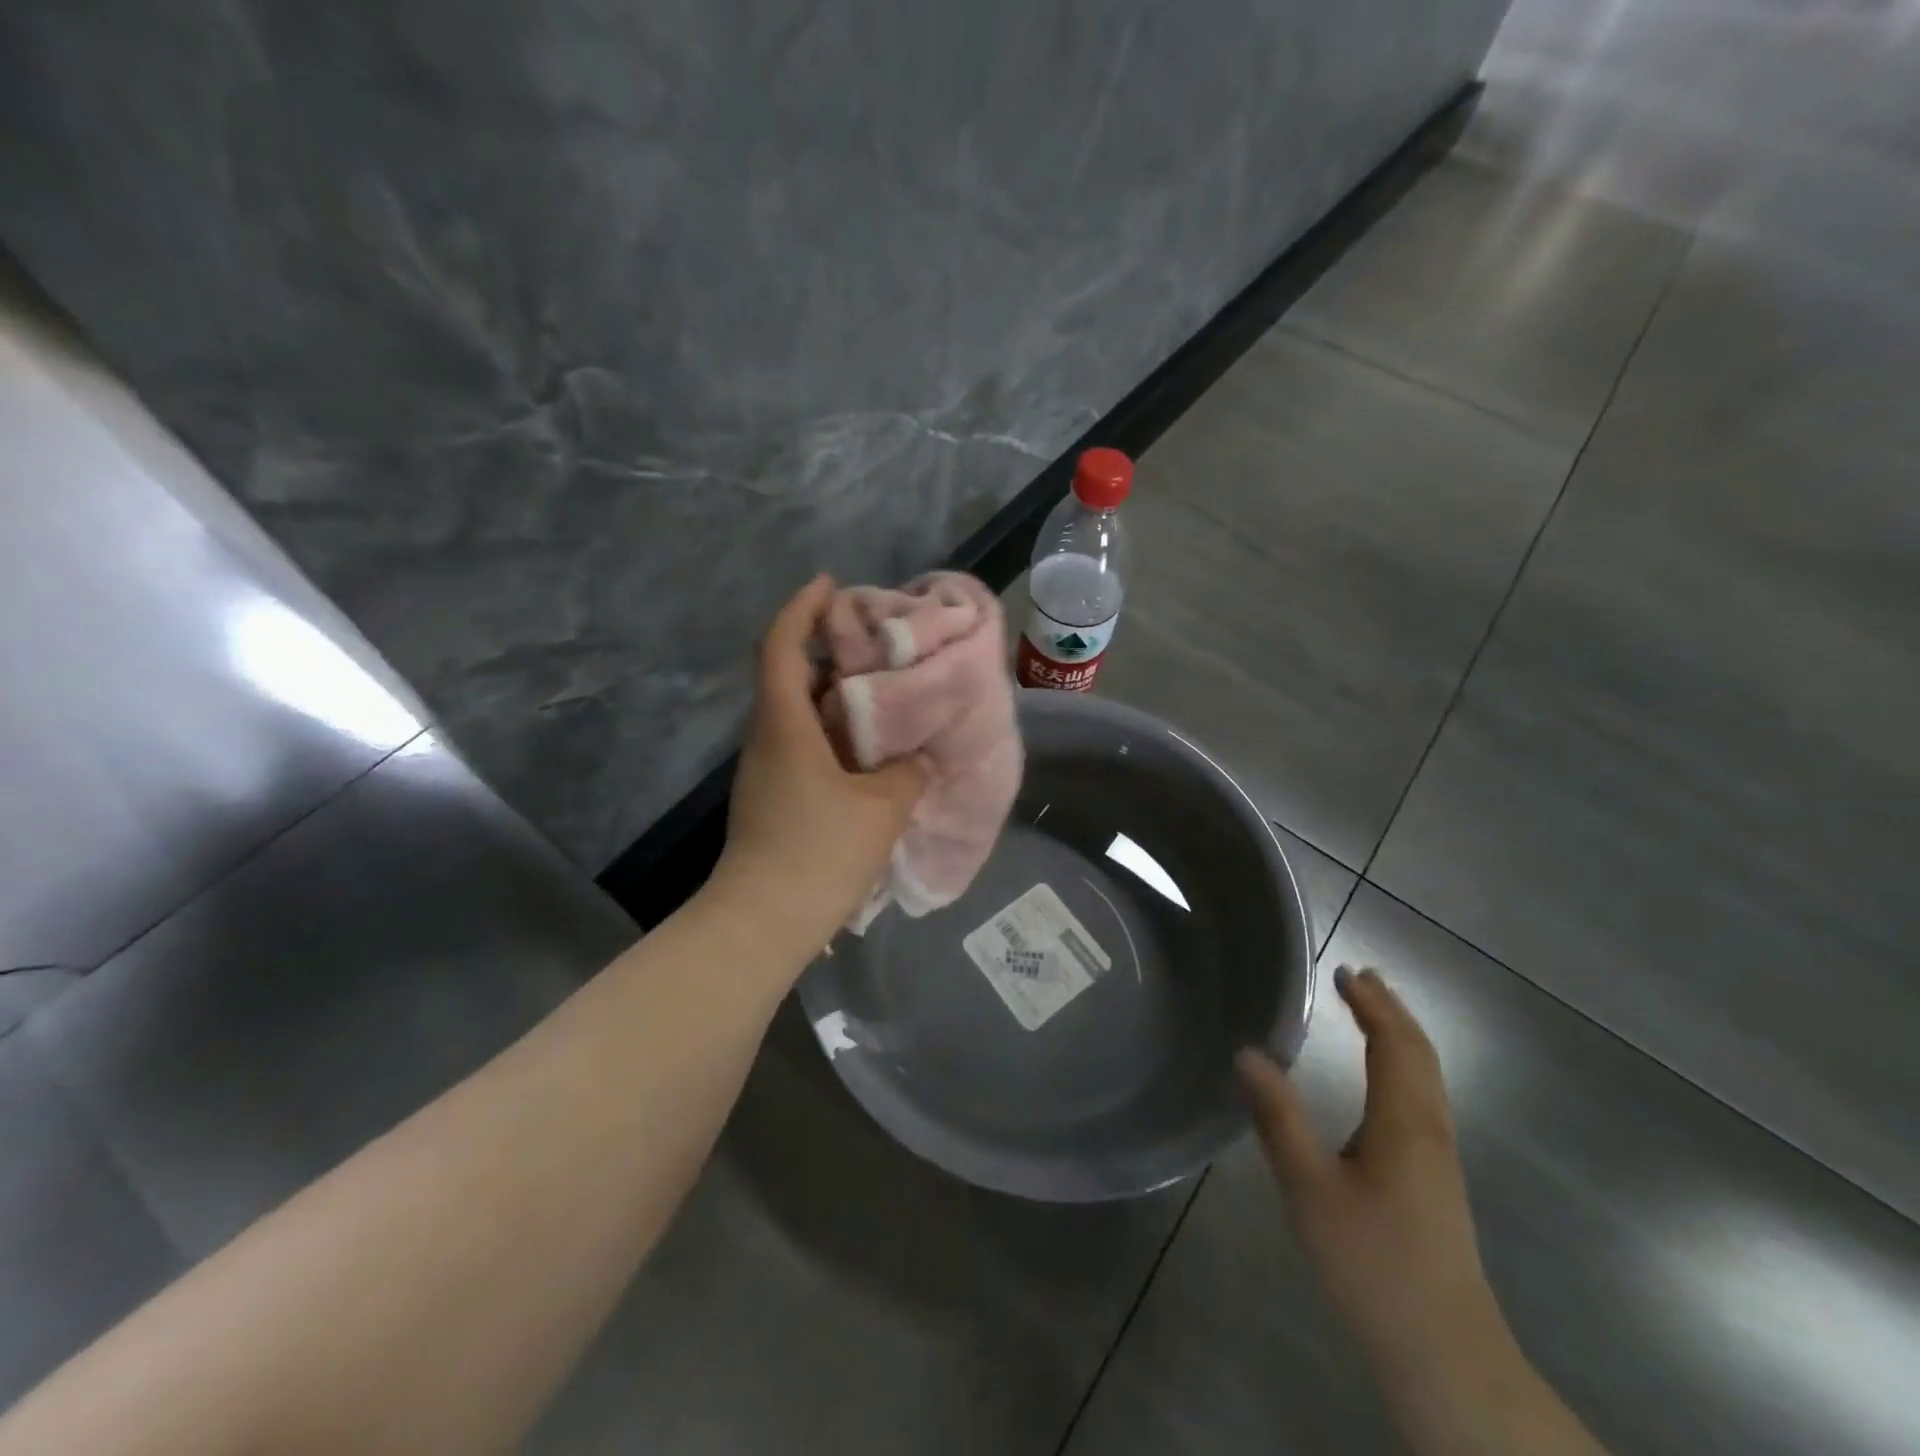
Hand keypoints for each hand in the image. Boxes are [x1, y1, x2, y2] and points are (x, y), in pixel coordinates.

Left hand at [711, 575, 929, 959]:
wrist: (762, 923)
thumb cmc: (819, 852)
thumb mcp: (882, 808)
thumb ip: (907, 773)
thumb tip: (918, 758)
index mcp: (785, 725)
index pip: (783, 647)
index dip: (802, 608)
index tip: (830, 584)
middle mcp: (767, 737)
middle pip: (789, 674)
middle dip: (827, 650)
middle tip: (875, 644)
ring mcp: (766, 769)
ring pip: (798, 713)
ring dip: (833, 695)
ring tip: (882, 692)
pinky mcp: (773, 796)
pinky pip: (803, 745)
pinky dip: (833, 732)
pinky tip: (869, 748)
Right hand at [1237, 968, 1504, 1384]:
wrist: (1444, 1354)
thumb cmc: (1372, 1264)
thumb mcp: (1310, 1188)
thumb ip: (1279, 1118)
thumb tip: (1248, 1052)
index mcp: (1404, 1122)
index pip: (1394, 1043)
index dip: (1373, 1003)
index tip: (1346, 970)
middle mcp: (1430, 1129)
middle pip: (1420, 1054)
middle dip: (1391, 1010)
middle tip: (1359, 978)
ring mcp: (1439, 1158)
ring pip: (1427, 1077)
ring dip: (1400, 1036)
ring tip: (1371, 1012)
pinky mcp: (1437, 1180)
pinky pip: (1423, 1098)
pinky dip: (1403, 1065)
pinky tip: (1382, 1079)